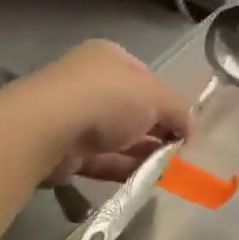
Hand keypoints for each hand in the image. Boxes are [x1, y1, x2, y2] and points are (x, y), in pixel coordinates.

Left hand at [15, 41, 191, 183]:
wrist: (48, 129)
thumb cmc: (108, 98)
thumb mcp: (158, 97)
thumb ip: (180, 111)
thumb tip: (191, 129)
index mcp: (110, 58)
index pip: (147, 79)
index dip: (169, 102)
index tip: (184, 127)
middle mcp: (89, 82)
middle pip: (132, 109)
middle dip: (155, 131)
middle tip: (177, 152)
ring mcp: (72, 116)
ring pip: (116, 137)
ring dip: (140, 154)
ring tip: (165, 172)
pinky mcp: (62, 149)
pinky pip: (99, 160)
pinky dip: (120, 169)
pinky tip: (142, 181)